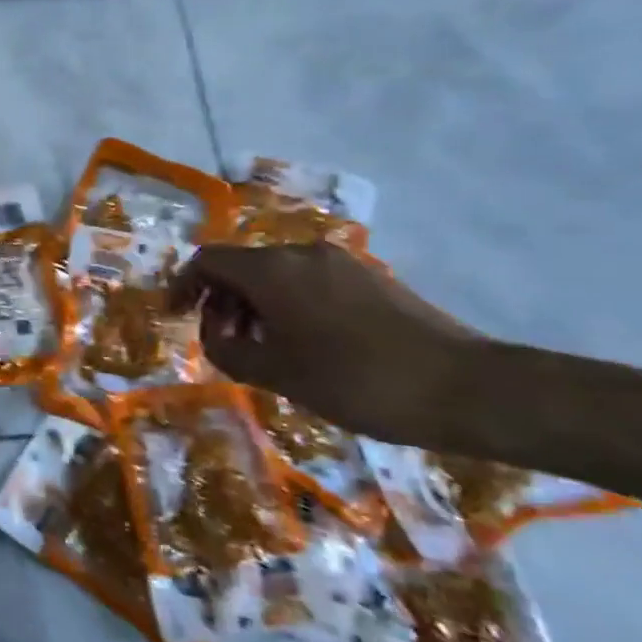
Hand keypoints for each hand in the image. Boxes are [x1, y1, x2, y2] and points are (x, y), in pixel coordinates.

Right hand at [179, 244, 478, 443]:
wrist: (465, 388)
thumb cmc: (355, 381)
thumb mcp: (276, 374)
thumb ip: (227, 350)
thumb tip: (214, 334)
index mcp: (272, 270)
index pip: (207, 261)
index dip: (183, 286)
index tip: (175, 317)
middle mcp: (302, 254)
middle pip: (242, 265)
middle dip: (222, 301)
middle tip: (224, 343)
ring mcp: (341, 263)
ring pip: (277, 275)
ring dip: (256, 306)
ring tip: (265, 350)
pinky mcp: (371, 279)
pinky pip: (310, 282)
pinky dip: (290, 306)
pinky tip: (307, 346)